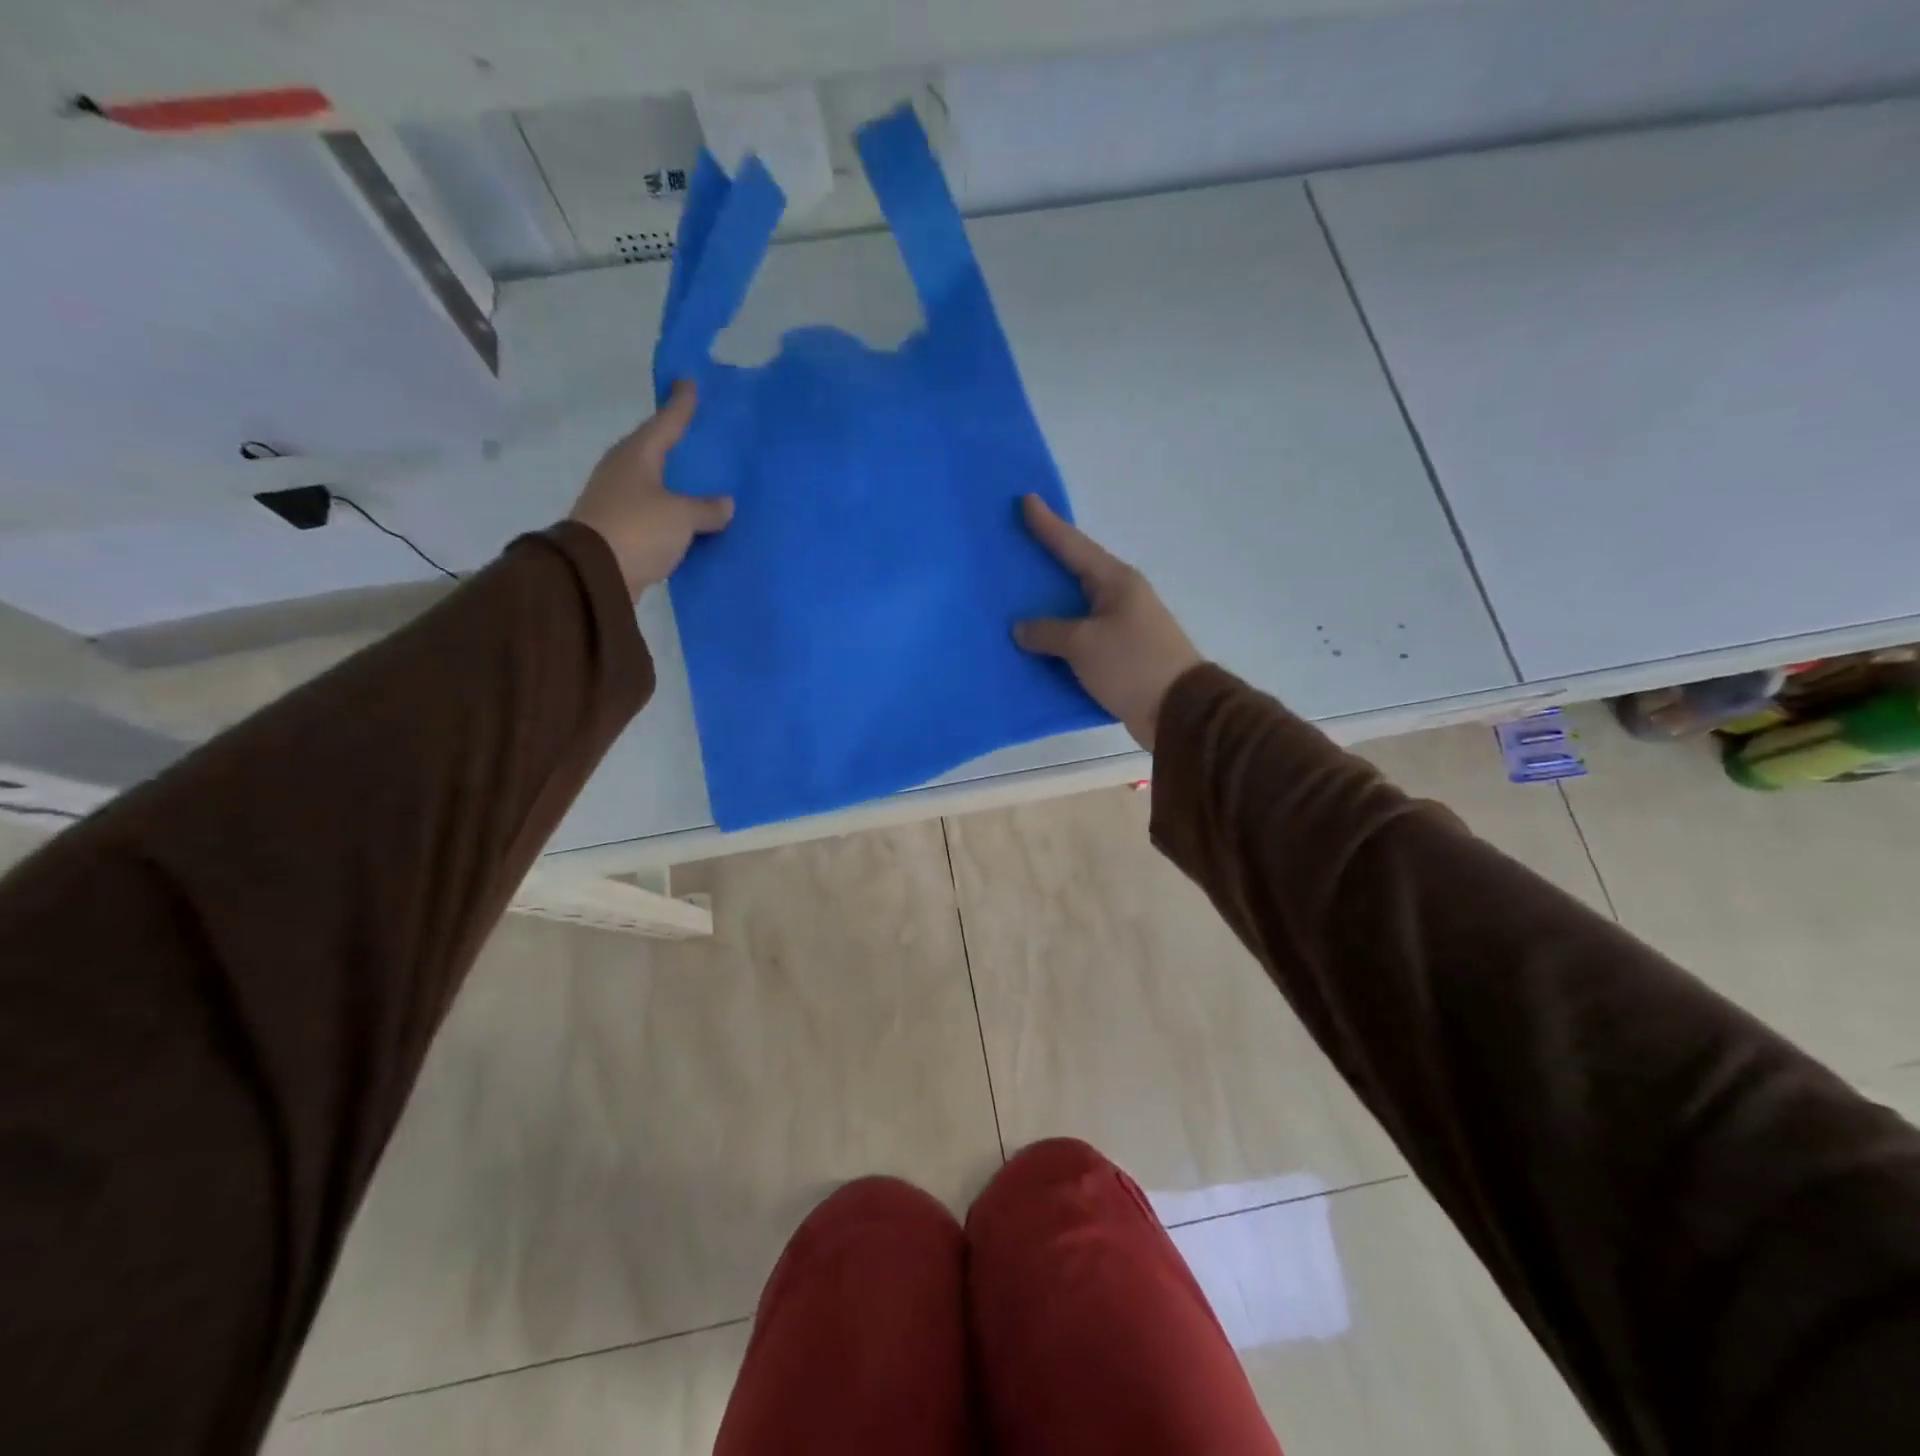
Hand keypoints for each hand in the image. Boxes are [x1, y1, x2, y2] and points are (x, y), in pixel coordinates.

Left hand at [569, 381, 733, 596]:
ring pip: (655, 483)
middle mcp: (623, 471)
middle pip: (656, 450)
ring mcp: (618, 500)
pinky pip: (655, 512)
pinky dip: (673, 512)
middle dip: (677, 443)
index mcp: (637, 455)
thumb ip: (706, 508)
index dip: (681, 404)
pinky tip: (691, 517)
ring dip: (676, 482)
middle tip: (700, 434)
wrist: (594, 574)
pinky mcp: (620, 529)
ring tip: (702, 480)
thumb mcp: (681, 516)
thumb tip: (725, 504)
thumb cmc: (638, 529)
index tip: (689, 382)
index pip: (665, 422)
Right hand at [1013, 495, 1201, 750]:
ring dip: (1049, 607)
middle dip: (1046, 562)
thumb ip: (1048, 632)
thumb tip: (1022, 628)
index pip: (1073, 545)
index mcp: (1115, 582)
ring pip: (1076, 609)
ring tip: (1016, 598)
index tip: (1026, 500)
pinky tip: (1036, 643)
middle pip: (1075, 573)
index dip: (1048, 525)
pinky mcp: (1120, 656)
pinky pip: (1080, 639)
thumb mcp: (1084, 644)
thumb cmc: (1132, 664)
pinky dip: (1058, 639)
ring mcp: (1121, 627)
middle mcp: (1120, 598)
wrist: (1179, 711)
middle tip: (1015, 547)